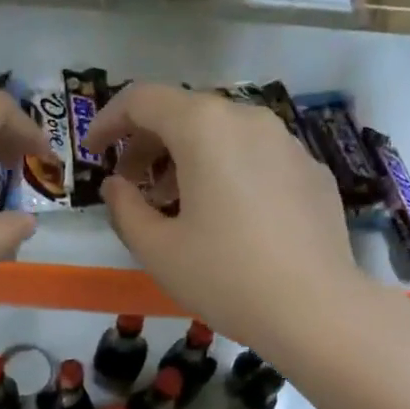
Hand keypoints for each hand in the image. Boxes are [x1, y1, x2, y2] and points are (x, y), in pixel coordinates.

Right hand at [84, 83, 372, 357]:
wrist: (316, 309)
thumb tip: (117, 185)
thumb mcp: (157, 249)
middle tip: (131, 185)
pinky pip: (256, 156)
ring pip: (223, 133)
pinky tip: (226, 217)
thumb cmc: (225, 276)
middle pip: (185, 112)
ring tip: (175, 204)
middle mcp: (248, 119)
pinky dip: (227, 171)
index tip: (93, 152)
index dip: (108, 121)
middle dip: (148, 143)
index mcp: (205, 128)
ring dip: (187, 158)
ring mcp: (287, 142)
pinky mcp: (311, 171)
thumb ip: (124, 208)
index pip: (143, 99)